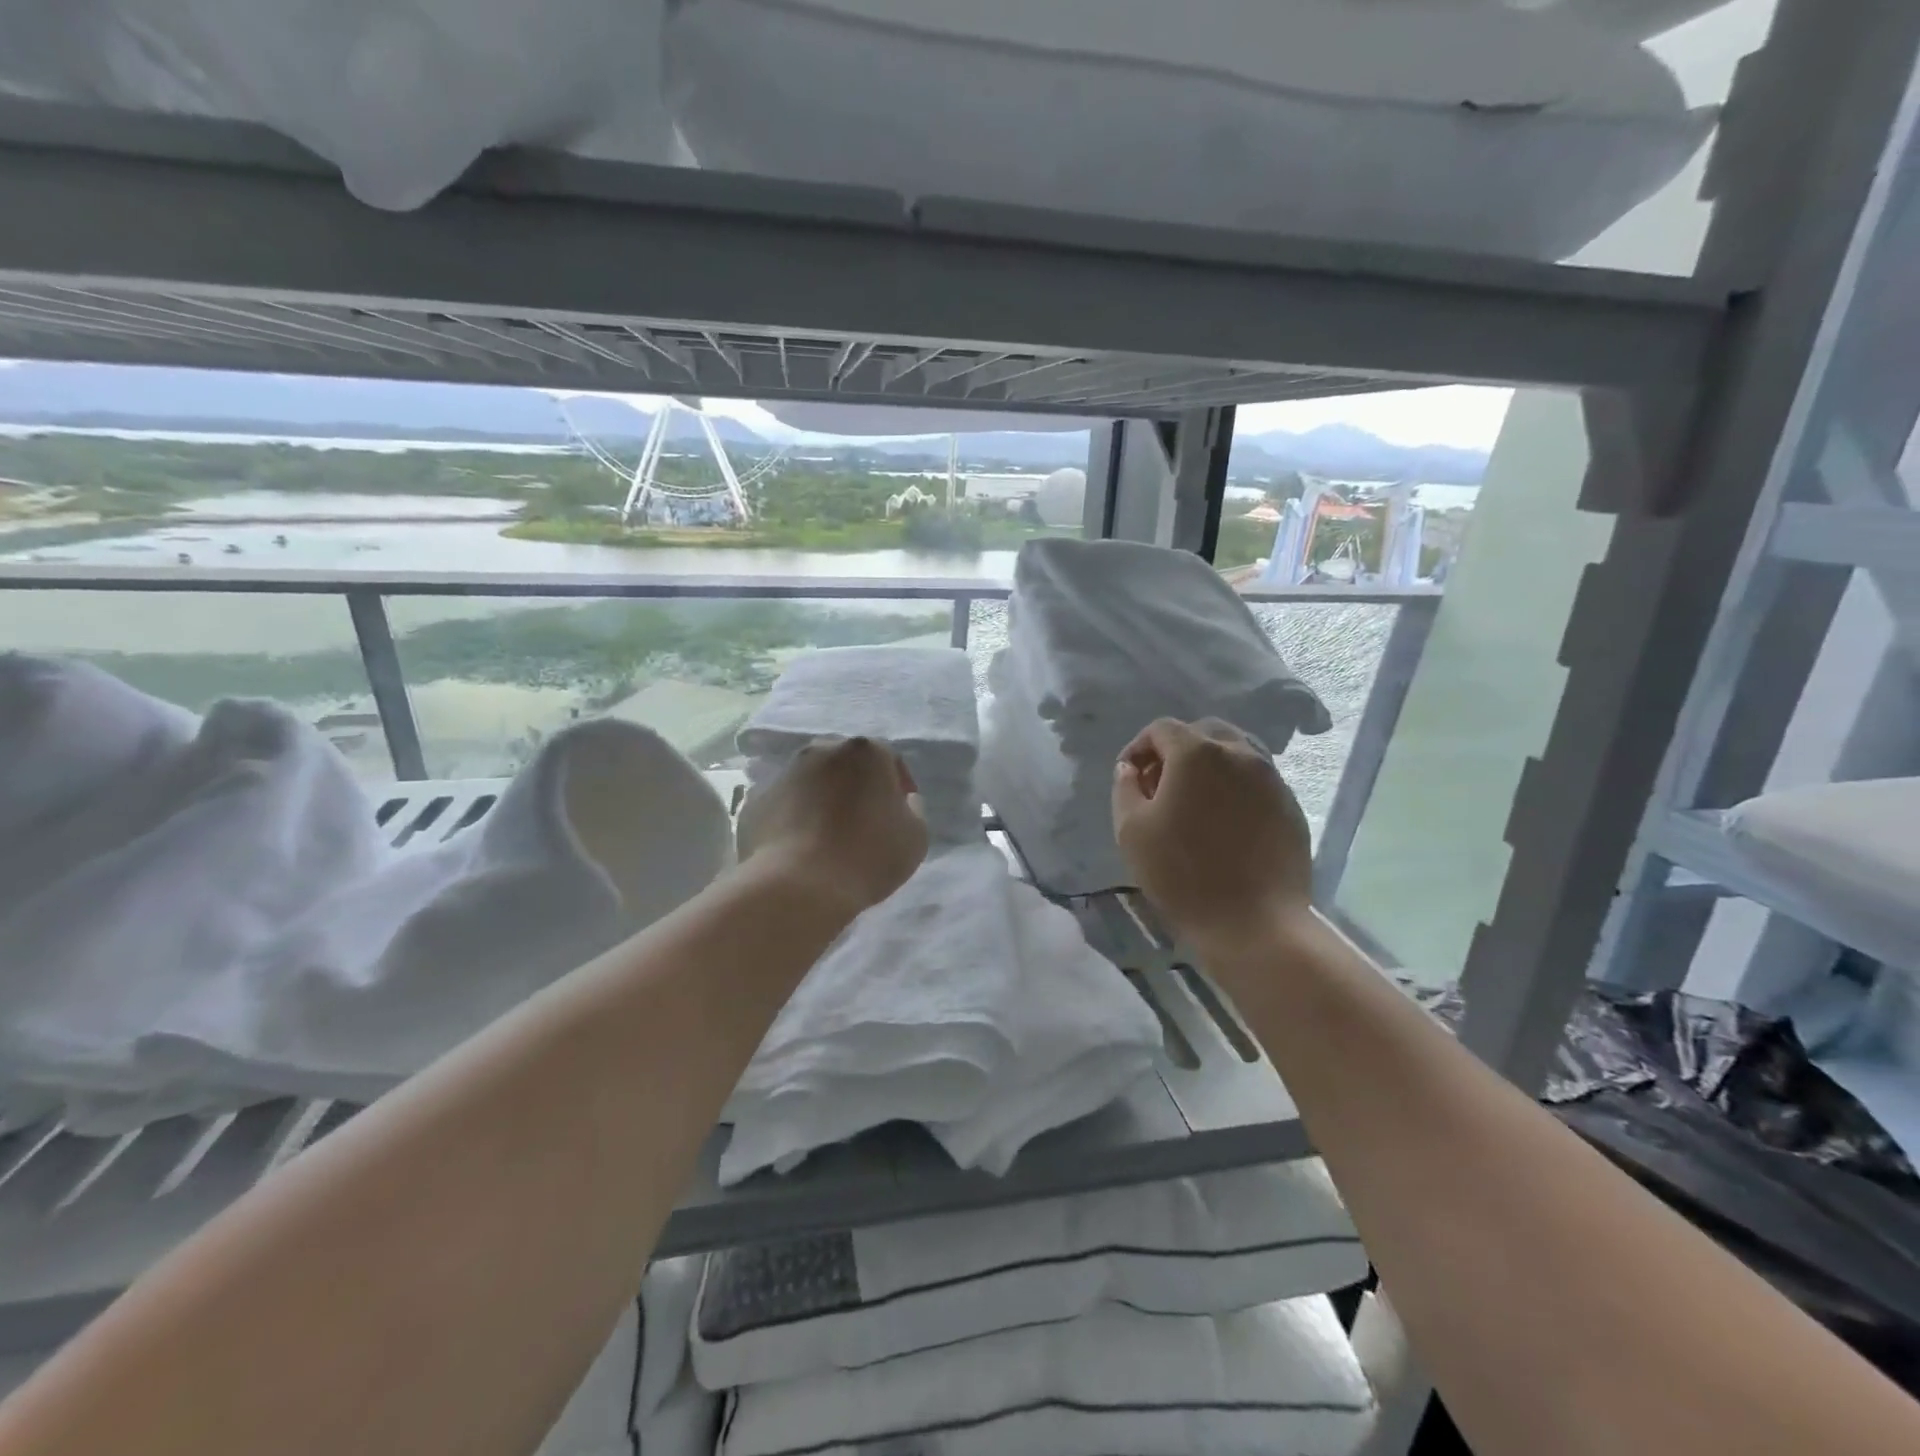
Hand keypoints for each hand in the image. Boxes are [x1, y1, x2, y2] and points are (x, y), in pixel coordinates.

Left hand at [737, 736, 926, 917]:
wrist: (798, 886)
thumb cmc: (867, 856)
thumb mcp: (916, 836)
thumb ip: (914, 810)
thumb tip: (902, 801)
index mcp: (865, 751)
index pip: (888, 758)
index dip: (898, 785)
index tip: (899, 814)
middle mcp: (822, 750)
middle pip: (846, 763)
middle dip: (856, 784)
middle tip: (863, 819)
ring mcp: (784, 773)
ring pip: (811, 779)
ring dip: (823, 797)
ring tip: (828, 834)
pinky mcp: (755, 800)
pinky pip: (785, 804)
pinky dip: (794, 816)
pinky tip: (801, 846)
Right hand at [1112, 718, 1313, 952]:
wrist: (1254, 923)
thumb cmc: (1182, 874)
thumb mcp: (1131, 830)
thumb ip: (1125, 788)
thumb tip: (1130, 768)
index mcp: (1197, 753)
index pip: (1161, 729)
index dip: (1138, 747)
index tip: (1129, 777)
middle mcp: (1240, 754)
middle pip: (1203, 732)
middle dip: (1176, 750)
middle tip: (1160, 786)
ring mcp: (1271, 778)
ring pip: (1236, 752)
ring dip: (1209, 765)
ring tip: (1194, 801)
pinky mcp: (1290, 805)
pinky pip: (1257, 780)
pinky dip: (1235, 787)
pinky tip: (1224, 822)